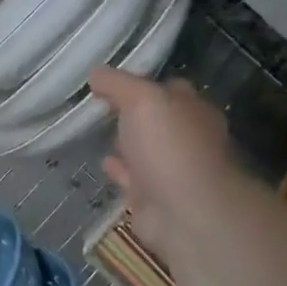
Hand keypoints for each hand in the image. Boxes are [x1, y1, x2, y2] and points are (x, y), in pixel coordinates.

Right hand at [88, 68, 243, 260]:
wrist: (185, 213)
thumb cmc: (170, 146)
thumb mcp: (142, 99)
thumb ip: (117, 83)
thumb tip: (95, 72)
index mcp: (193, 110)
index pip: (167, 88)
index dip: (140, 82)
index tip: (107, 80)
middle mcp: (187, 138)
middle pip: (155, 119)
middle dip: (131, 112)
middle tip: (96, 104)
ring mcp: (171, 170)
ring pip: (143, 150)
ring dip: (124, 142)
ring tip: (94, 131)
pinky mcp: (154, 198)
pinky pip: (132, 178)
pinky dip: (118, 169)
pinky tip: (102, 162)